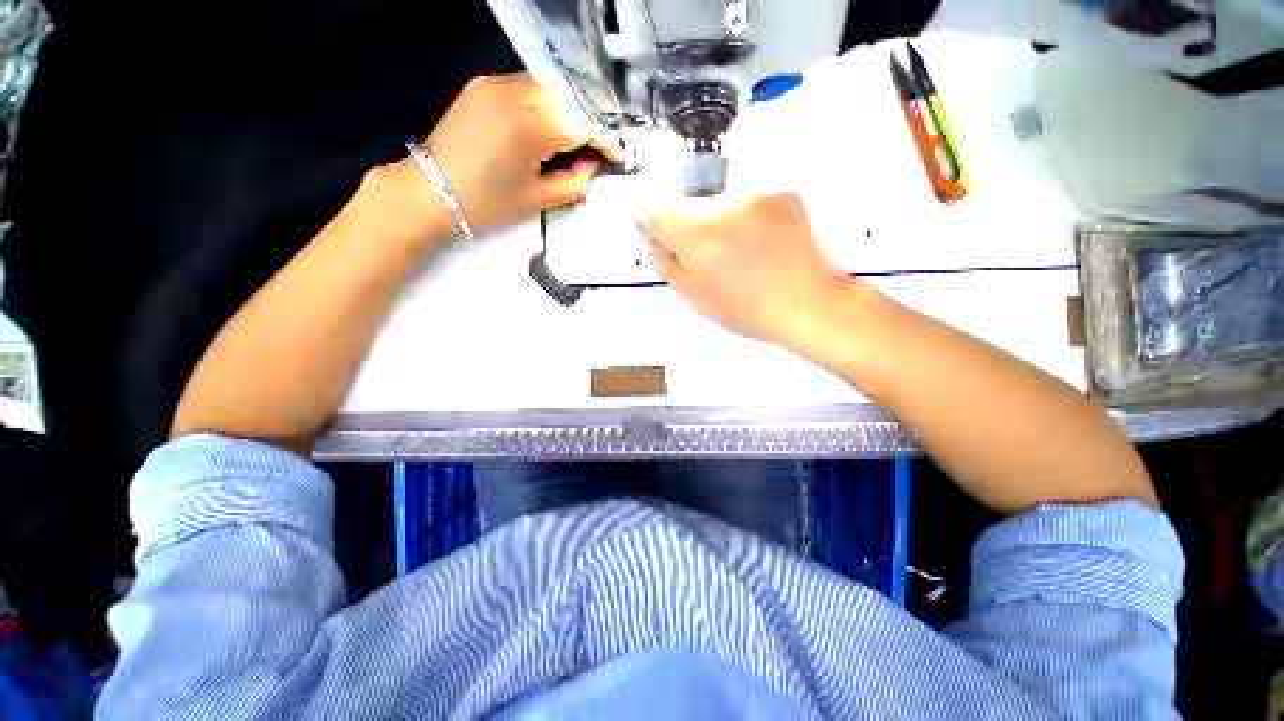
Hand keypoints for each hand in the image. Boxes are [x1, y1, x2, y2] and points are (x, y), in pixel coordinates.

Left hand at [422, 73, 620, 237]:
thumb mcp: (538, 200)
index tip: (617, 155)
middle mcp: (513, 94)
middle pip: (568, 97)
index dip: (605, 139)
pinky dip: (547, 104)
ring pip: (550, 87)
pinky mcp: (483, 85)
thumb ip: (574, 181)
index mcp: (528, 129)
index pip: (581, 124)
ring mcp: (494, 84)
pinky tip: (550, 125)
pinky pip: (528, 87)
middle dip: (590, 120)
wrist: (431, 192)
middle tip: (599, 146)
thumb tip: (591, 165)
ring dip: (569, 109)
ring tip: (578, 137)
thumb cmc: (487, 205)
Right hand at [643, 194, 857, 349]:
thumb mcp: (697, 299)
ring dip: (722, 225)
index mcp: (696, 237)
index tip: (661, 238)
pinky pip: (750, 203)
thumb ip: (668, 266)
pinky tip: (763, 245)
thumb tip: (653, 244)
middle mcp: (722, 208)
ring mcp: (755, 197)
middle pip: (690, 209)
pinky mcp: (780, 194)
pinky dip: (750, 219)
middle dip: (692, 230)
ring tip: (742, 255)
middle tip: (711, 259)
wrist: (808, 303)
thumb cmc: (750, 310)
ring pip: (721, 205)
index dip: (654, 227)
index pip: (655, 214)